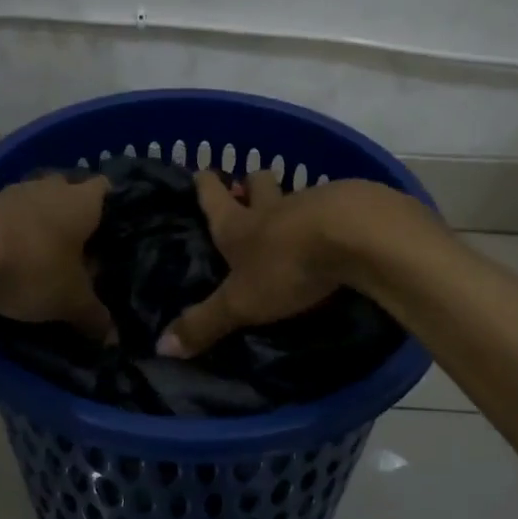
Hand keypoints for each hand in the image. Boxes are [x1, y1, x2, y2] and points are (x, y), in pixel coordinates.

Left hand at [0, 174, 113, 341]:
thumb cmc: (33, 266)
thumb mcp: (70, 300)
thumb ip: (93, 315)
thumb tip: (112, 336)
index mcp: (83, 201)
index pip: (106, 189)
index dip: (112, 206)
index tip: (113, 230)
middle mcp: (51, 187)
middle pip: (68, 192)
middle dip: (72, 217)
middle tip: (80, 248)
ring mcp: (12, 192)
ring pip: (34, 204)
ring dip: (38, 224)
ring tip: (42, 257)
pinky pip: (4, 217)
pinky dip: (9, 234)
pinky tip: (6, 259)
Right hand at [159, 172, 410, 356]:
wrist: (356, 237)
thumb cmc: (287, 266)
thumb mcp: (240, 303)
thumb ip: (205, 323)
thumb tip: (161, 346)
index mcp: (239, 225)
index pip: (213, 196)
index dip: (205, 185)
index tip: (201, 172)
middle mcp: (273, 207)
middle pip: (258, 183)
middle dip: (252, 185)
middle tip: (250, 193)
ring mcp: (315, 202)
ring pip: (298, 195)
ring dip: (293, 203)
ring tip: (297, 221)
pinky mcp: (353, 206)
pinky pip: (338, 206)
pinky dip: (333, 216)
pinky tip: (340, 232)